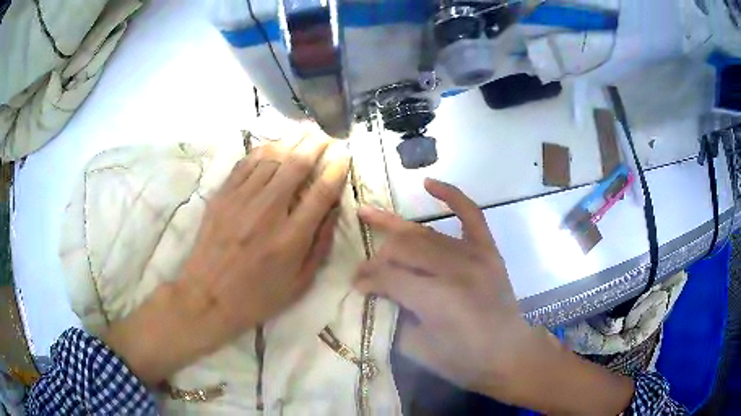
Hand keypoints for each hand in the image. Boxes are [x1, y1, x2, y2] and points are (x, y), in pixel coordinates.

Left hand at [106, 136, 349, 385]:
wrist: (207, 297)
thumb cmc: (257, 297)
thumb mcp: (299, 284)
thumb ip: (319, 245)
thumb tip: (332, 209)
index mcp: (291, 238)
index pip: (321, 191)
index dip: (336, 169)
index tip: (344, 155)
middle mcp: (268, 212)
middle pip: (296, 165)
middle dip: (315, 144)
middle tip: (325, 133)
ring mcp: (241, 201)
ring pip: (271, 158)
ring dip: (290, 141)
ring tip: (303, 131)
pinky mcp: (222, 197)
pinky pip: (245, 164)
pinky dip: (262, 150)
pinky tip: (272, 145)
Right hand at [355, 179, 633, 414]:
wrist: (509, 354)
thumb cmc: (464, 361)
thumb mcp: (418, 350)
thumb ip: (393, 317)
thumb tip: (376, 293)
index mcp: (437, 299)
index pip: (389, 276)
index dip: (367, 279)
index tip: (355, 285)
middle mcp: (456, 270)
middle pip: (403, 249)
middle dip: (377, 258)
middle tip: (365, 269)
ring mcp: (475, 256)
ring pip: (424, 233)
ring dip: (395, 229)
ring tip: (368, 215)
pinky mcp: (488, 251)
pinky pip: (471, 214)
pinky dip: (451, 195)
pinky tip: (429, 184)